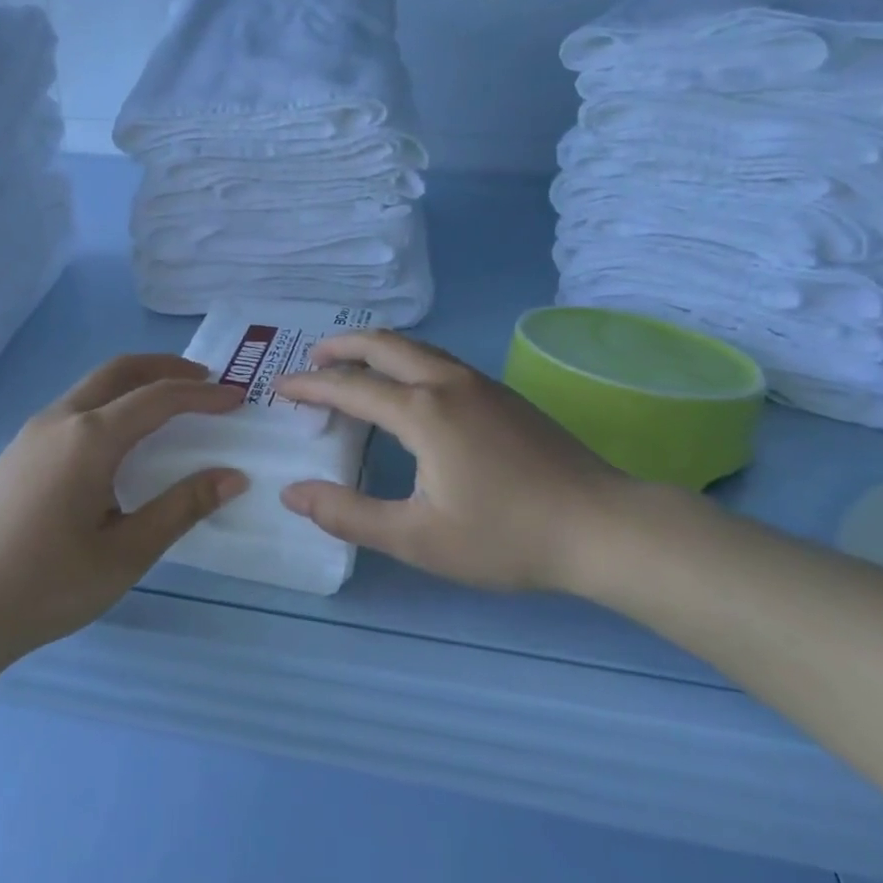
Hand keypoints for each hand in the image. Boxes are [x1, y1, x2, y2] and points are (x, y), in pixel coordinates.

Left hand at [0, 355, 245, 667]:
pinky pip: (74, 406)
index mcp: (89, 438)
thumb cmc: (47, 587)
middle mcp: (60, 420)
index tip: (237, 399)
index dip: (202, 396)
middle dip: (166, 367)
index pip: (158, 399)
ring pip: (93, 385)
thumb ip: (181, 508)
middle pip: (120, 370)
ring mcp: (32, 433)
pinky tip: (119, 438)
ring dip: (135, 382)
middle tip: (205, 380)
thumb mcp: (125, 553)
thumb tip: (233, 476)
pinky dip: (110, 401)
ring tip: (168, 403)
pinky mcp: (17, 451)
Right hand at [276, 331, 686, 595]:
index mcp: (423, 411)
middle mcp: (447, 382)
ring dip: (375, 349)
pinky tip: (408, 387)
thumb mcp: (418, 539)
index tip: (280, 388)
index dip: (310, 386)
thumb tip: (292, 493)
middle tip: (311, 359)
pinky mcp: (502, 393)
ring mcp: (480, 383)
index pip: (350, 386)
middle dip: (341, 346)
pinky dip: (405, 360)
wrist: (602, 526)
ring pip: (415, 347)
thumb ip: (349, 515)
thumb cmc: (506, 536)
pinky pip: (438, 359)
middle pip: (383, 344)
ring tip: (352, 366)